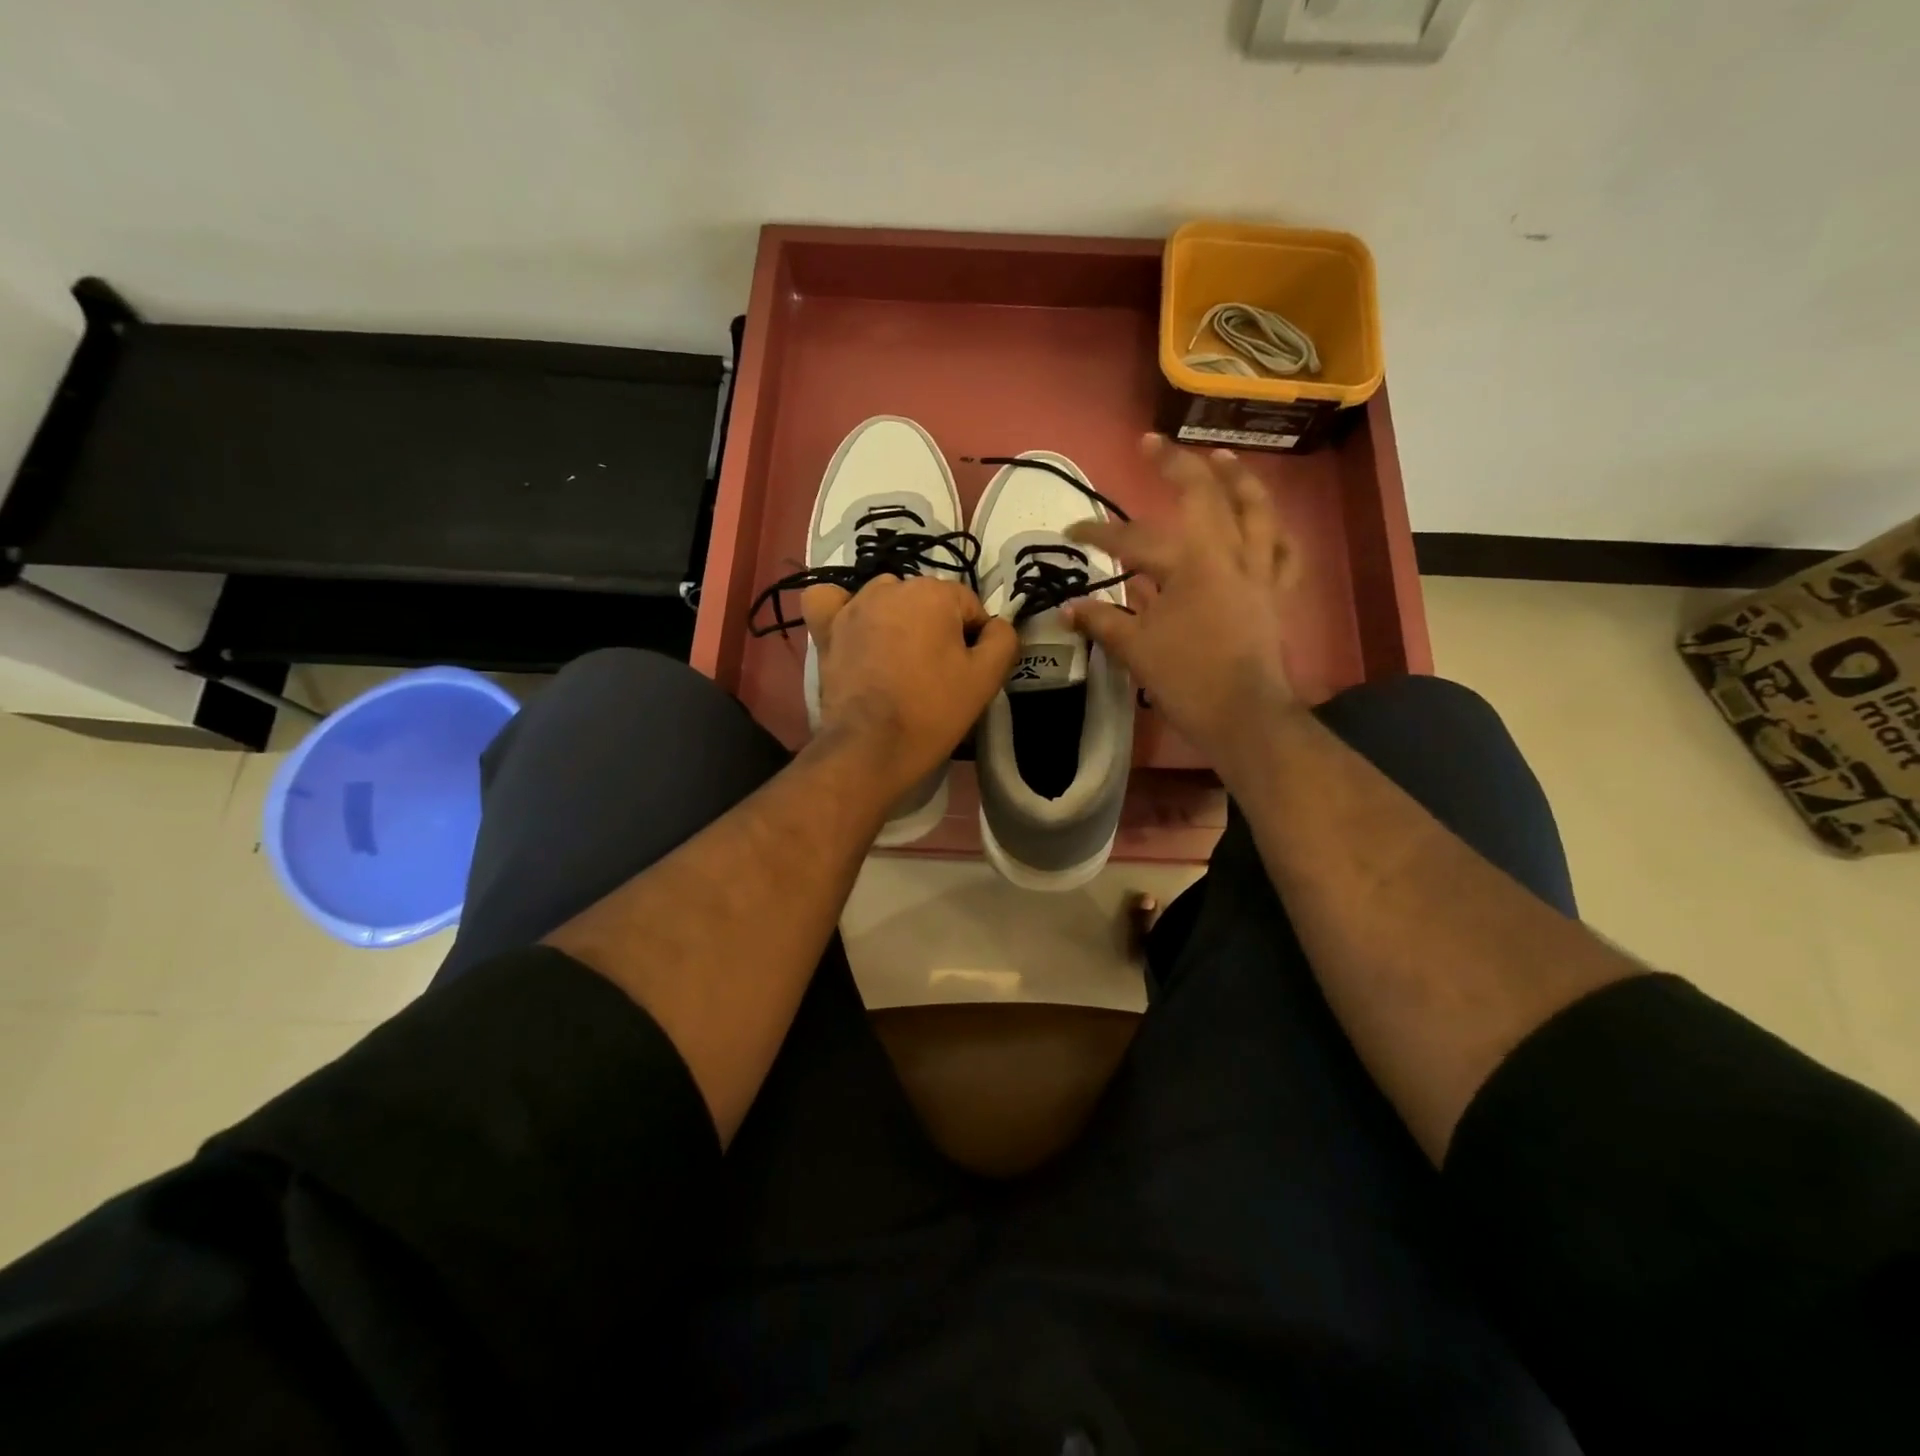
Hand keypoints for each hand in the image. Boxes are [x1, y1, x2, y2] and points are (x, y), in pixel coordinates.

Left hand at [801, 575, 1017, 797]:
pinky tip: (853, 627)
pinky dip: (841, 609)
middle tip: (936, 672)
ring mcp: (853, 606)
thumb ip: (1003, 639)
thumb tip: (995, 625)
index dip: (973, 638)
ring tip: (898, 660)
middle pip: (927, 601)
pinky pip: (830, 601)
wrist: (871, 748)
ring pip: (886, 599)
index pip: (968, 605)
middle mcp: (891, 587)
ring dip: (896, 619)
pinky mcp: (826, 629)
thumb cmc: (933, 711)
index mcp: (934, 593)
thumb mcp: (986, 678)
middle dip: (936, 628)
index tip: (968, 670)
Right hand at [1065, 435, 1300, 779]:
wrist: (1242, 715)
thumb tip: (1067, 608)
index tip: (1071, 531)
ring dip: (1238, 480)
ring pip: (1256, 511)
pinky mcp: (1276, 592)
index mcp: (1189, 565)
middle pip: (1204, 496)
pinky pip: (1284, 552)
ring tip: (1222, 458)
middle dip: (1175, 465)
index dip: (1098, 534)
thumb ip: (1102, 621)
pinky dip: (1276, 533)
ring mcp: (1258, 571)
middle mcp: (1228, 554)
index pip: (1134, 540)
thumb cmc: (1186, 679)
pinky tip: (1268, 521)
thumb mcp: (1135, 649)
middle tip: (1152, 443)